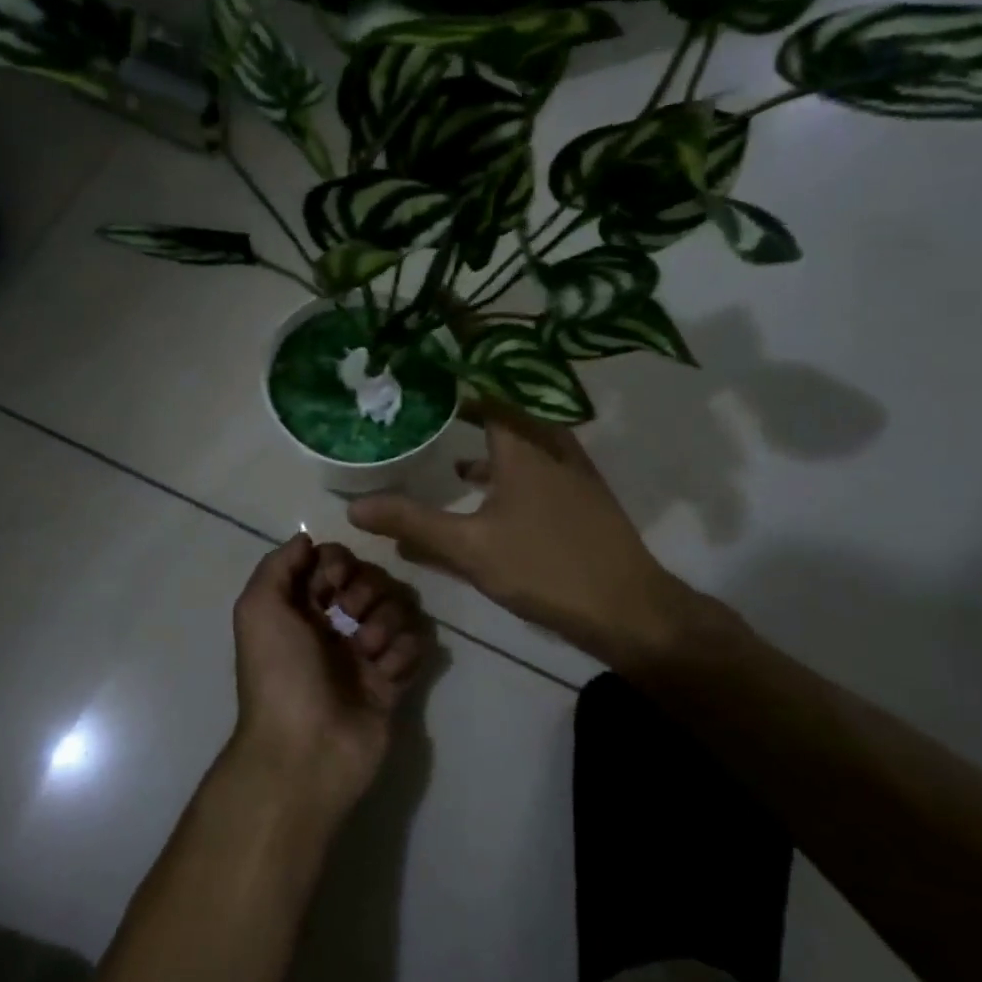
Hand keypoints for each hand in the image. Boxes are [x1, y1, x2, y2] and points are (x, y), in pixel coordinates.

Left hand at [230, 534, 431, 820]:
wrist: (305, 751)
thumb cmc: (278, 674)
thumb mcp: (258, 609)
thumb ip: (278, 565)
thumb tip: (307, 540)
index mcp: (300, 609)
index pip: (333, 563)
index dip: (339, 563)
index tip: (335, 581)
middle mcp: (333, 627)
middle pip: (370, 580)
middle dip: (366, 590)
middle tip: (351, 615)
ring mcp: (365, 655)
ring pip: (397, 609)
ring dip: (386, 621)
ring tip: (369, 651)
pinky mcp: (393, 682)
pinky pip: (415, 646)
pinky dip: (405, 651)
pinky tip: (387, 671)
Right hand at [347, 402, 707, 675]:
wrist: (628, 609)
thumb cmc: (545, 567)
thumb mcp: (469, 547)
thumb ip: (412, 522)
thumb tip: (353, 507)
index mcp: (524, 445)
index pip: (486, 391)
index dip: (456, 378)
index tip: (423, 371)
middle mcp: (550, 446)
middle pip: (504, 411)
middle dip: (465, 406)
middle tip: (425, 404)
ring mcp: (570, 471)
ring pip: (520, 440)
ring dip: (485, 439)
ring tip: (446, 447)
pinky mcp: (578, 496)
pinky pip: (532, 465)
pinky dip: (503, 467)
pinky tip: (480, 489)